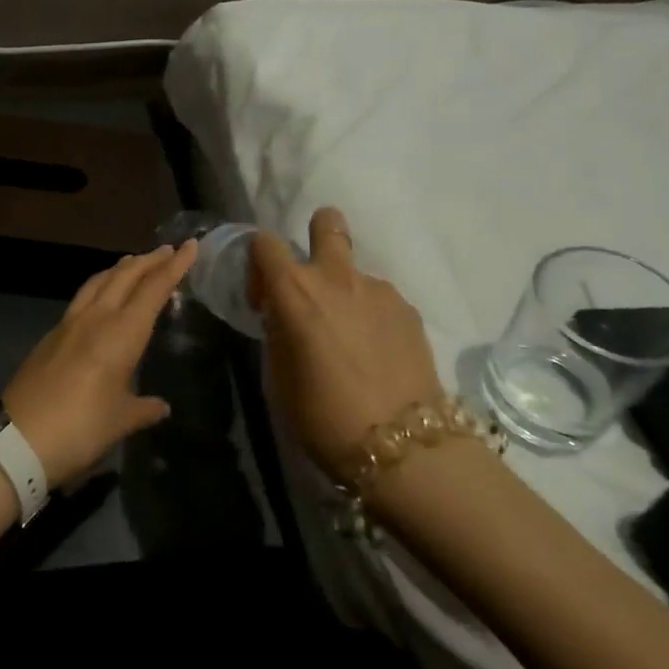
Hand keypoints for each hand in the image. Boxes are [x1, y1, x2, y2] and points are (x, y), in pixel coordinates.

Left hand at [3, 242, 197, 484]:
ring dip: (120, 269)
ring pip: (98, 282)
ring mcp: (68, 325)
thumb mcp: (120, 422)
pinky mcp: (50, 336)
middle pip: (124, 276)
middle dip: (148, 261)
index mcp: (121, 334)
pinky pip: (81, 299)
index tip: (190, 246)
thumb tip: (160, 406)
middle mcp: (95, 319)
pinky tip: (101, 298)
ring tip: (134, 264)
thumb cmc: (80, 429)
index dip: (174, 267)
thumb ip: (143, 409)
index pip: (153, 290)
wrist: (16, 440)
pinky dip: (99, 287)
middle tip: (167, 250)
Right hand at [250, 207, 447, 478]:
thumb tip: (283, 316)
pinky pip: (380, 299)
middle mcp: (337, 278)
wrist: (402, 446)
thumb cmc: (322, 416)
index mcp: (295, 292)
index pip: (265, 243)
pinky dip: (372, 315)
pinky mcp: (409, 310)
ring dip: (345, 291)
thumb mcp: (278, 377)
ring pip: (355, 271)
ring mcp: (379, 290)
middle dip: (317, 233)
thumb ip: (278, 332)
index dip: (258, 264)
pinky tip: (377, 353)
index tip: (264, 298)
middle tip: (313, 277)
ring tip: (350, 338)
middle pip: (327, 222)